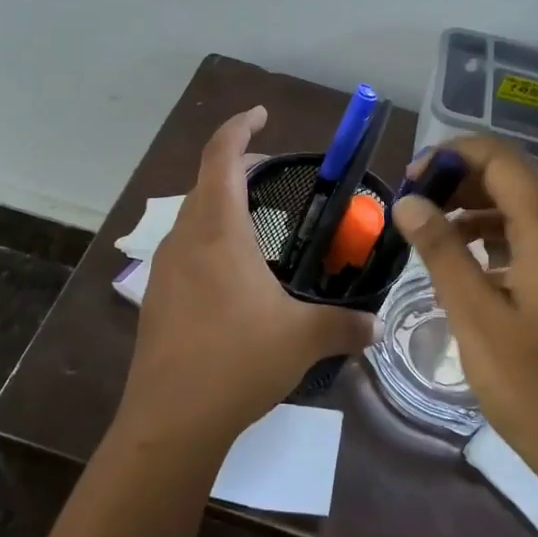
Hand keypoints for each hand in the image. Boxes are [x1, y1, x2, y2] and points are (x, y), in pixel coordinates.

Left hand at [120, 106, 378, 452]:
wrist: (170, 421)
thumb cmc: (237, 361)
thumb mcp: (302, 339)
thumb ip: (345, 325)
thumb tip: (379, 325)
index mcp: (217, 231)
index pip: (220, 156)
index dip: (240, 127)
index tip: (262, 115)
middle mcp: (185, 240)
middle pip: (205, 183)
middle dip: (237, 167)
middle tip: (272, 173)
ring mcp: (165, 270)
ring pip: (193, 218)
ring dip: (222, 204)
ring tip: (258, 221)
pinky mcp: (158, 299)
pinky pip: (186, 250)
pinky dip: (211, 240)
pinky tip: (236, 274)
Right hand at [390, 137, 537, 503]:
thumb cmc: (532, 385)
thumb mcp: (475, 316)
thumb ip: (442, 251)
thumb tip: (408, 201)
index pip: (502, 159)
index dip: (454, 154)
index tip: (412, 178)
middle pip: (513, 181)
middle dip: (459, 181)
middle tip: (414, 206)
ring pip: (521, 211)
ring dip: (474, 211)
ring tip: (429, 234)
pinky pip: (531, 242)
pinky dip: (494, 240)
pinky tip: (463, 268)